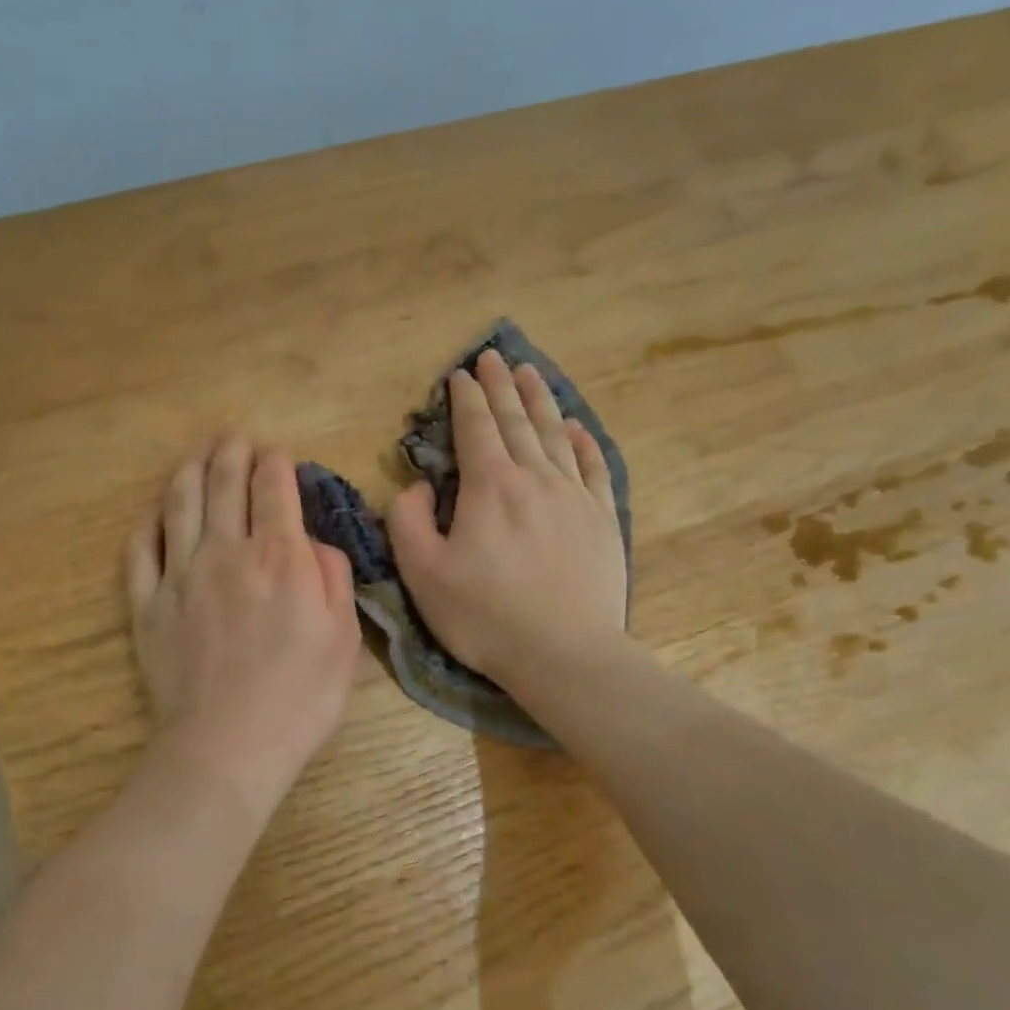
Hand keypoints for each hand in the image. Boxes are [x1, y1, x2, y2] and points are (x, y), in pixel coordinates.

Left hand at [127, 437, 361, 819]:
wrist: (228, 746)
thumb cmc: (300, 698)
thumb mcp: (344, 638)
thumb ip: (332, 578)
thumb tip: (311, 542)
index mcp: (280, 557)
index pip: (274, 488)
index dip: (276, 463)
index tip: (278, 455)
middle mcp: (226, 552)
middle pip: (223, 484)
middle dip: (230, 453)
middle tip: (233, 438)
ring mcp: (180, 576)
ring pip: (178, 505)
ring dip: (188, 472)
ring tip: (195, 457)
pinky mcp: (146, 605)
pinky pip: (139, 552)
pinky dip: (147, 526)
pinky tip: (154, 517)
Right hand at [388, 349, 626, 683]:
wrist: (565, 653)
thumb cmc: (485, 617)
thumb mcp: (423, 574)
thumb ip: (407, 521)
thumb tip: (418, 486)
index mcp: (490, 487)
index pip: (476, 427)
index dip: (466, 398)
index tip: (461, 374)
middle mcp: (535, 478)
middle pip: (517, 420)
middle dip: (502, 386)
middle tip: (495, 356)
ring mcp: (575, 496)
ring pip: (555, 435)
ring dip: (540, 401)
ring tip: (530, 373)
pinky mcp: (602, 520)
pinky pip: (594, 467)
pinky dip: (583, 442)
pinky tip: (576, 428)